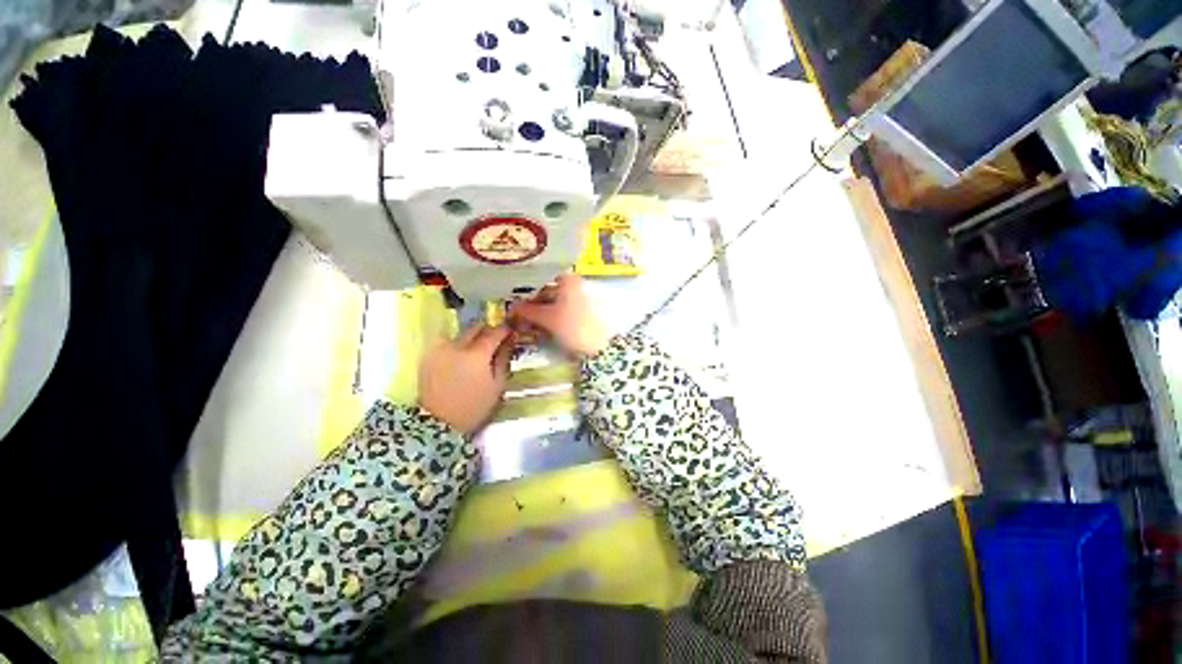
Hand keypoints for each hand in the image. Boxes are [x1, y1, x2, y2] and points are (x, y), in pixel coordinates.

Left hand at [419, 324, 512, 434]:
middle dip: (487, 330)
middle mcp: (457, 345)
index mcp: (477, 354)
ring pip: (460, 333)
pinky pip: (446, 341)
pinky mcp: (428, 355)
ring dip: (471, 336)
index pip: (495, 332)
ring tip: (477, 348)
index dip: (505, 329)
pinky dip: (456, 343)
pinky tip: (460, 355)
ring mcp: (439, 349)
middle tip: (495, 339)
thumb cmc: (474, 407)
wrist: (437, 423)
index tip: (511, 332)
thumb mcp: (497, 385)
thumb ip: (503, 359)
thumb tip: (508, 342)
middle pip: (476, 327)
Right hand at [511, 274, 609, 357]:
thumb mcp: (547, 319)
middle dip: (536, 302)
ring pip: (558, 301)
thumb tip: (512, 307)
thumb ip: (528, 310)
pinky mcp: (588, 312)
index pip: (543, 279)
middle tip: (521, 314)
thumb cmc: (573, 327)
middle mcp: (578, 284)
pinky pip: (567, 310)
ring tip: (532, 323)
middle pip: (551, 290)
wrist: (602, 346)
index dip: (528, 289)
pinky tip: (547, 327)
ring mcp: (585, 298)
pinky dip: (556, 316)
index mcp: (569, 280)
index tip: (517, 300)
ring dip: (544, 310)